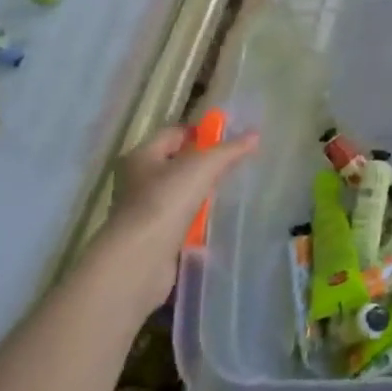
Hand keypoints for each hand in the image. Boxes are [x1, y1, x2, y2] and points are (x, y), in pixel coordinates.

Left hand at [95, 124, 256, 308]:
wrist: (140, 259)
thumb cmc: (166, 200)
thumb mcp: (203, 166)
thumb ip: (229, 150)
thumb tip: (254, 134)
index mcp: (142, 156)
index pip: (173, 133)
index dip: (200, 132)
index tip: (228, 137)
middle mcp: (137, 181)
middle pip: (175, 163)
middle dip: (203, 164)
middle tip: (232, 164)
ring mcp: (144, 211)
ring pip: (178, 193)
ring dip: (200, 194)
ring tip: (227, 193)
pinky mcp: (152, 237)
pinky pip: (179, 220)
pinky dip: (195, 220)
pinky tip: (213, 221)